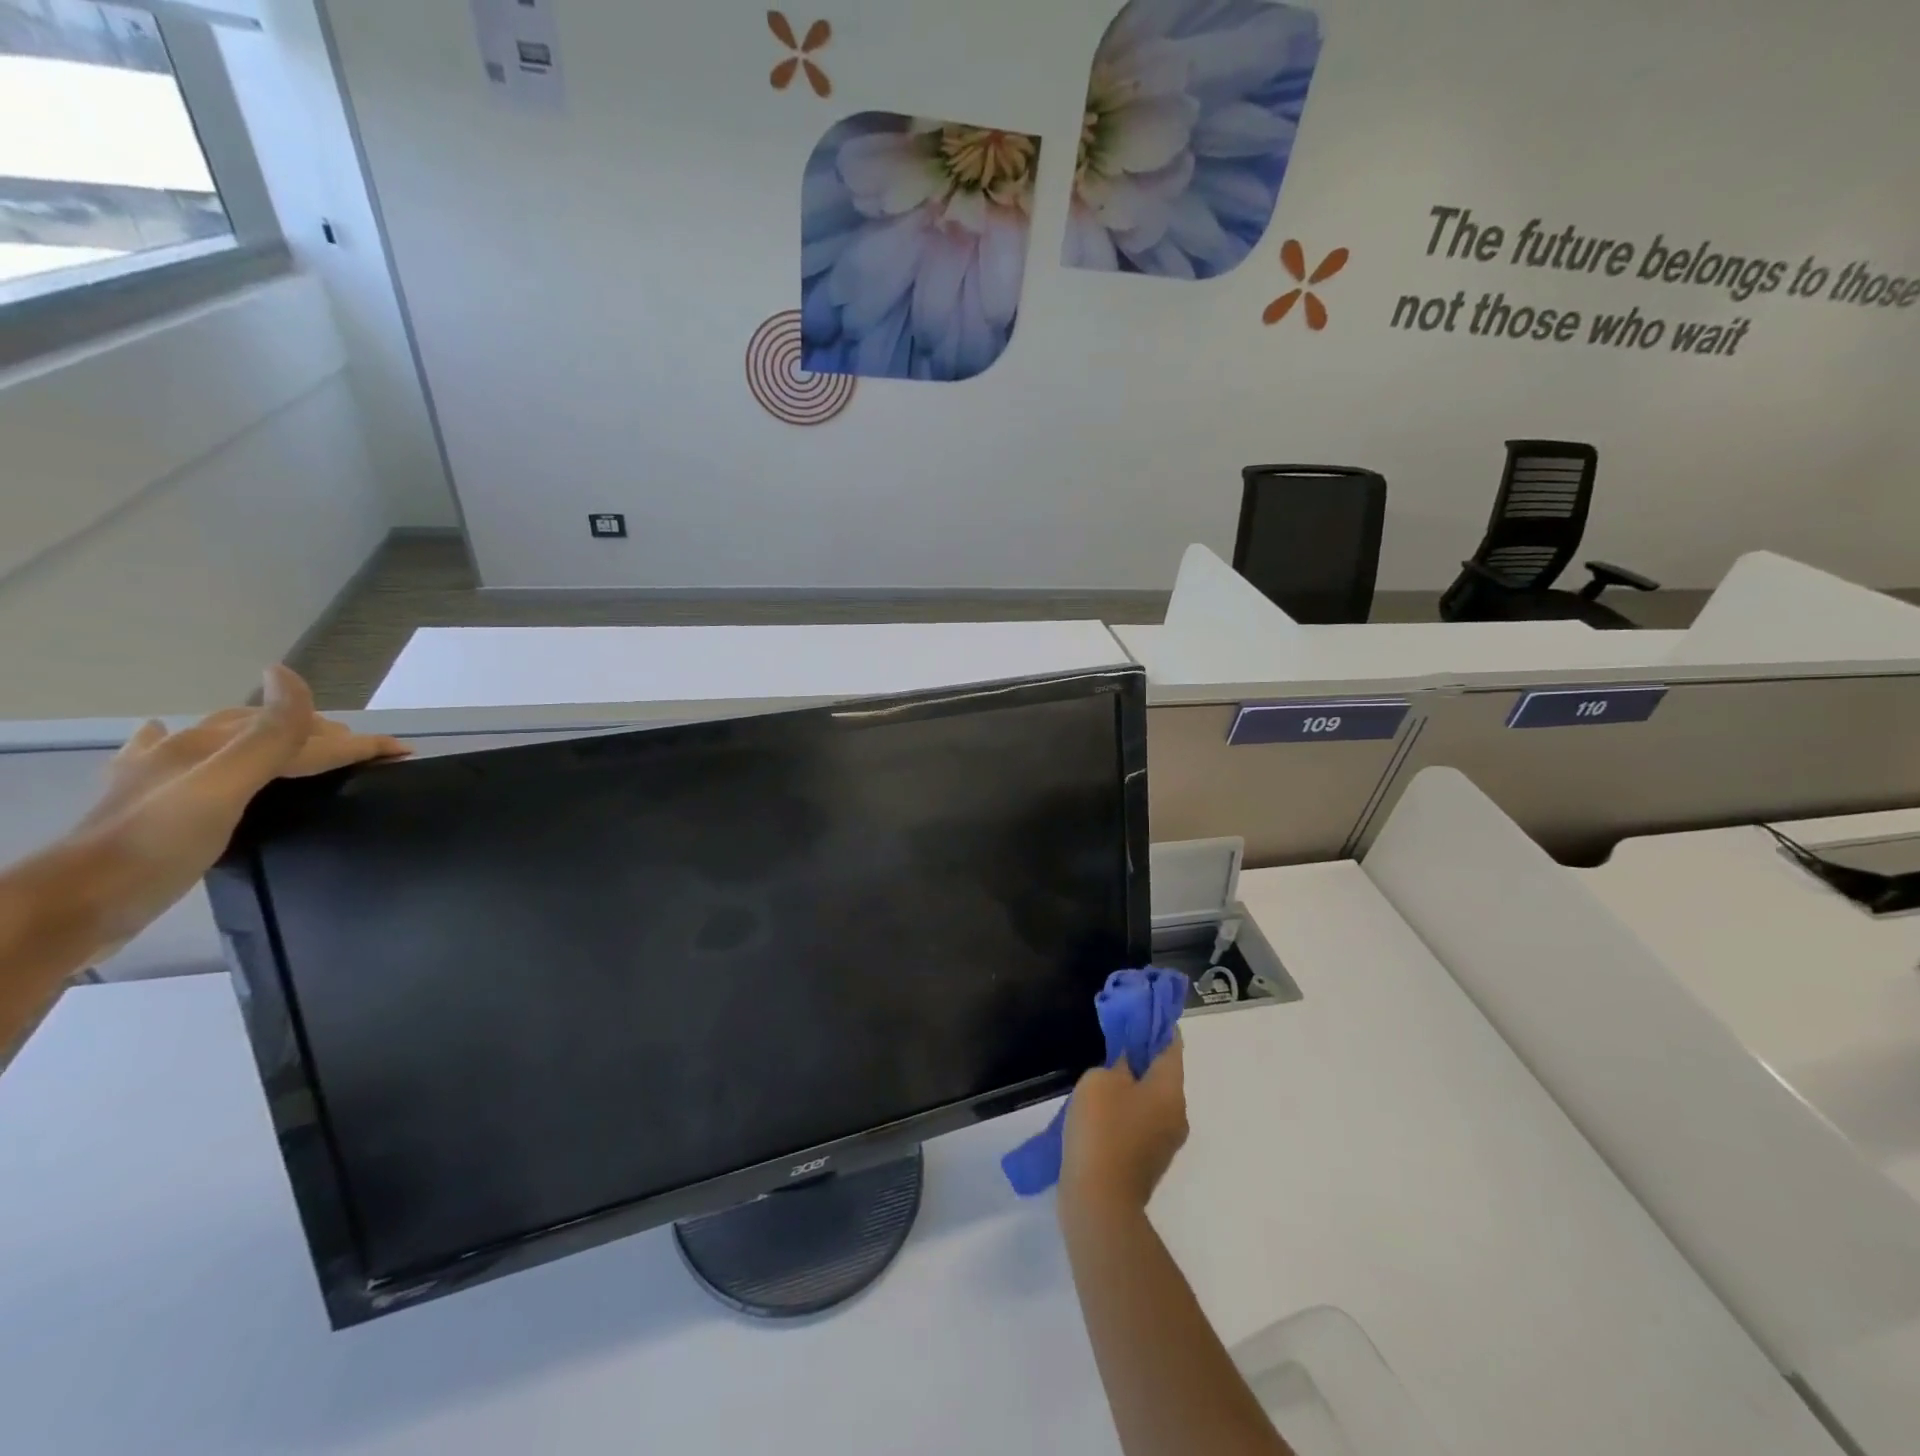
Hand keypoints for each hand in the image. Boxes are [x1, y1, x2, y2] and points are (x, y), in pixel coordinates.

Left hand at [68, 666, 407, 953]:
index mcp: (210, 746)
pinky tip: (163, 737)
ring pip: (225, 741)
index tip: (402, 753)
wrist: (73, 904)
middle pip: (265, 730)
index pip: (302, 736)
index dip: (356, 742)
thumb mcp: (224, 787)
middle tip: (362, 752)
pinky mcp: (143, 803)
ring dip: (268, 736)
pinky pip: (163, 757)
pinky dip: (176, 741)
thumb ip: (267, 736)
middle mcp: (184, 751)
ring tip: (299, 743)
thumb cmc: (157, 846)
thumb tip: (288, 674)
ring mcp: (158, 777)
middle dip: (320, 733)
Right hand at [1060, 1034, 1188, 1218]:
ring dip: (1133, 1086)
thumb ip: (1119, 1061)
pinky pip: (1142, 1123)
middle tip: (1114, 1043)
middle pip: (1164, 1073)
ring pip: (1152, 1100)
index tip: (1138, 1011)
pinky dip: (1127, 1110)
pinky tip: (1101, 1111)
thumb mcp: (1101, 1080)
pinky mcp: (1149, 1161)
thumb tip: (1129, 1062)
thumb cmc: (1102, 1129)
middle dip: (1143, 1056)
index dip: (1157, 1024)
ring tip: (1102, 1078)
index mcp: (1170, 1090)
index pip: (1172, 1045)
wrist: (1099, 1200)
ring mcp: (1166, 1141)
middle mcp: (1177, 1114)